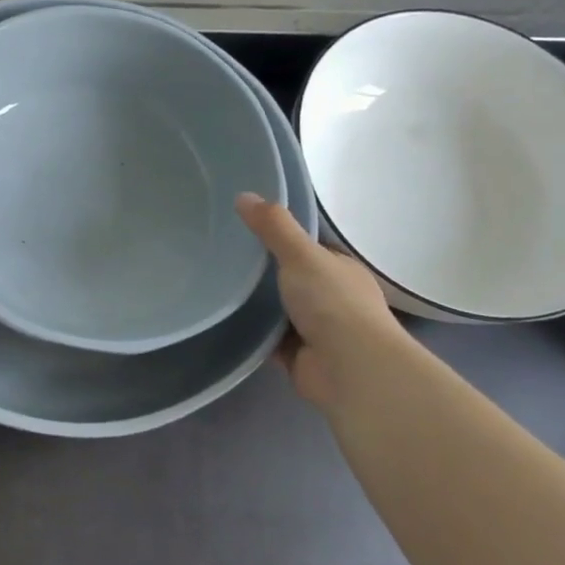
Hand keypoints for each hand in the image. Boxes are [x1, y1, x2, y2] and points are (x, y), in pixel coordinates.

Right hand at [236, 192, 407, 404]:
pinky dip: (252, 332)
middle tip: (222, 255)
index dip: (281, 237)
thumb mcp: (301, 254)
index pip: (309, 248)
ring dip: (256, 304)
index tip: (245, 228)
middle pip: (292, 279)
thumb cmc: (332, 303)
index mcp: (341, 270)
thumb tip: (243, 195)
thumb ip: (274, 227)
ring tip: (215, 285)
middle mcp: (332, 298)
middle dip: (264, 272)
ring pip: (279, 310)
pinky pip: (269, 339)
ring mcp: (318, 330)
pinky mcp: (299, 357)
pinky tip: (224, 320)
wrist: (349, 368)